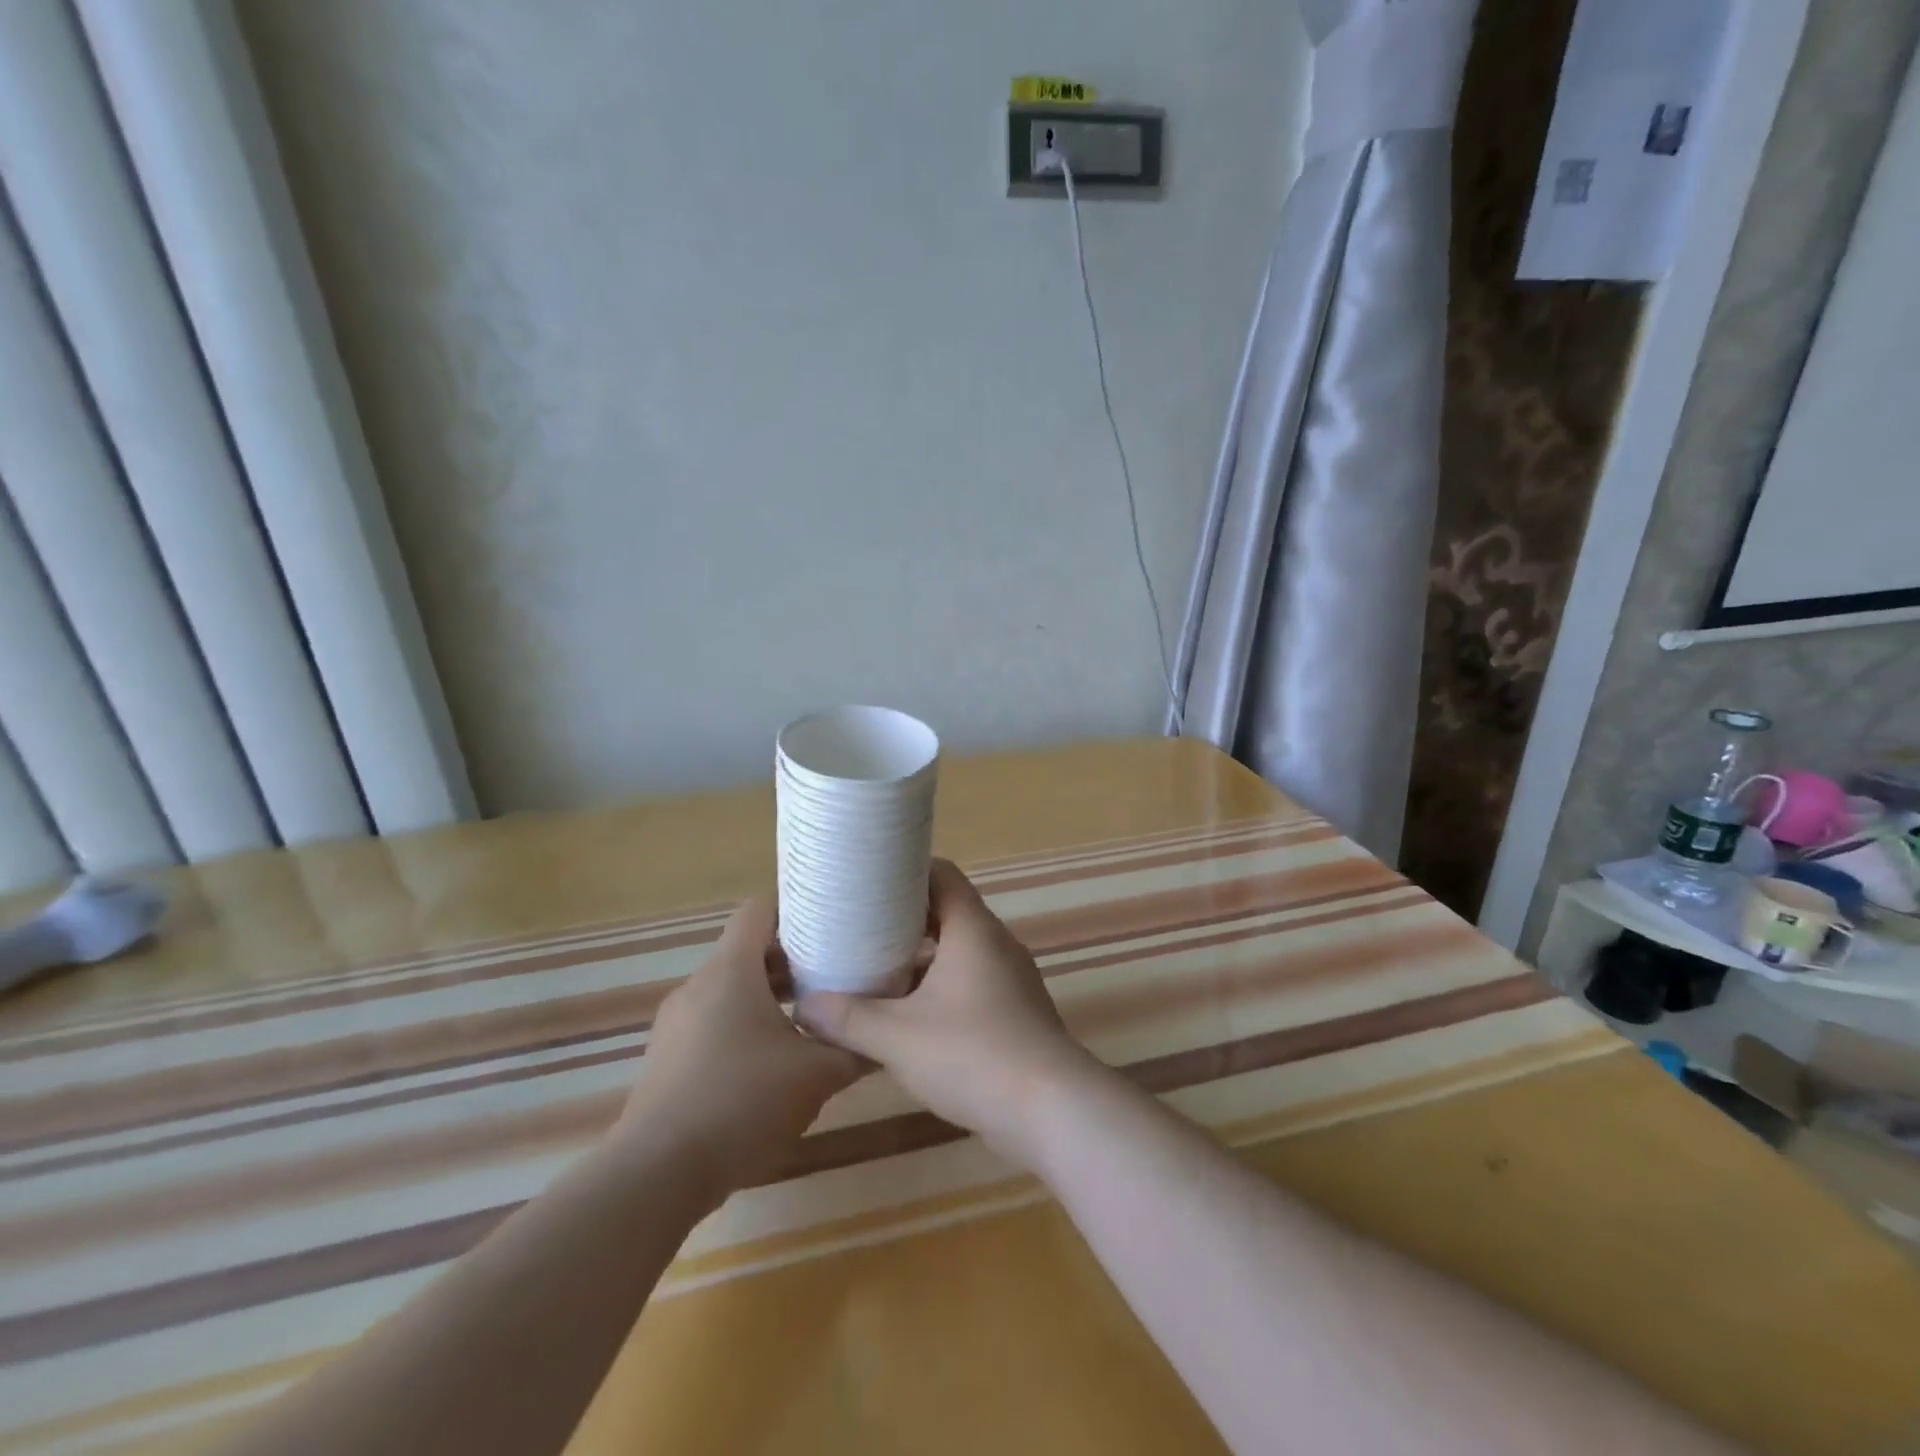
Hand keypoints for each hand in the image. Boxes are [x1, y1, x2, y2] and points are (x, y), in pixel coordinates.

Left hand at [614, 896, 863, 1197]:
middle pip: (747, 951)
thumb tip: (884, 1041)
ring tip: (809, 1021)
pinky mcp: (667, 1058)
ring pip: (730, 990)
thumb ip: (854, 1051)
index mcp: (731, 970)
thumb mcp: (815, 1076)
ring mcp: (676, 1022)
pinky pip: (712, 1022)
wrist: (656, 1175)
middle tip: (833, 975)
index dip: (795, 907)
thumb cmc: (741, 1103)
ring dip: (768, 997)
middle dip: (791, 960)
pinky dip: (743, 1027)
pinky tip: (769, 1065)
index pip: (759, 909)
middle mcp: (698, 985)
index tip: (830, 922)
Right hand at [794, 859, 1104, 1167]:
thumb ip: (848, 1019)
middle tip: (858, 927)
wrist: (1051, 1110)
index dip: (906, 870)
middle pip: (947, 912)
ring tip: (874, 970)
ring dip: (921, 958)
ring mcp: (1010, 979)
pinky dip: (939, 988)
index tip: (868, 879)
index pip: (942, 874)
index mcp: (973, 929)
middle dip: (904, 919)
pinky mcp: (1015, 1013)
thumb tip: (803, 1007)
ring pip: (958, 952)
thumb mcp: (898, 1037)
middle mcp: (996, 944)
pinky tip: (908, 1016)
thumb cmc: (973, 1055)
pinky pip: (971, 984)